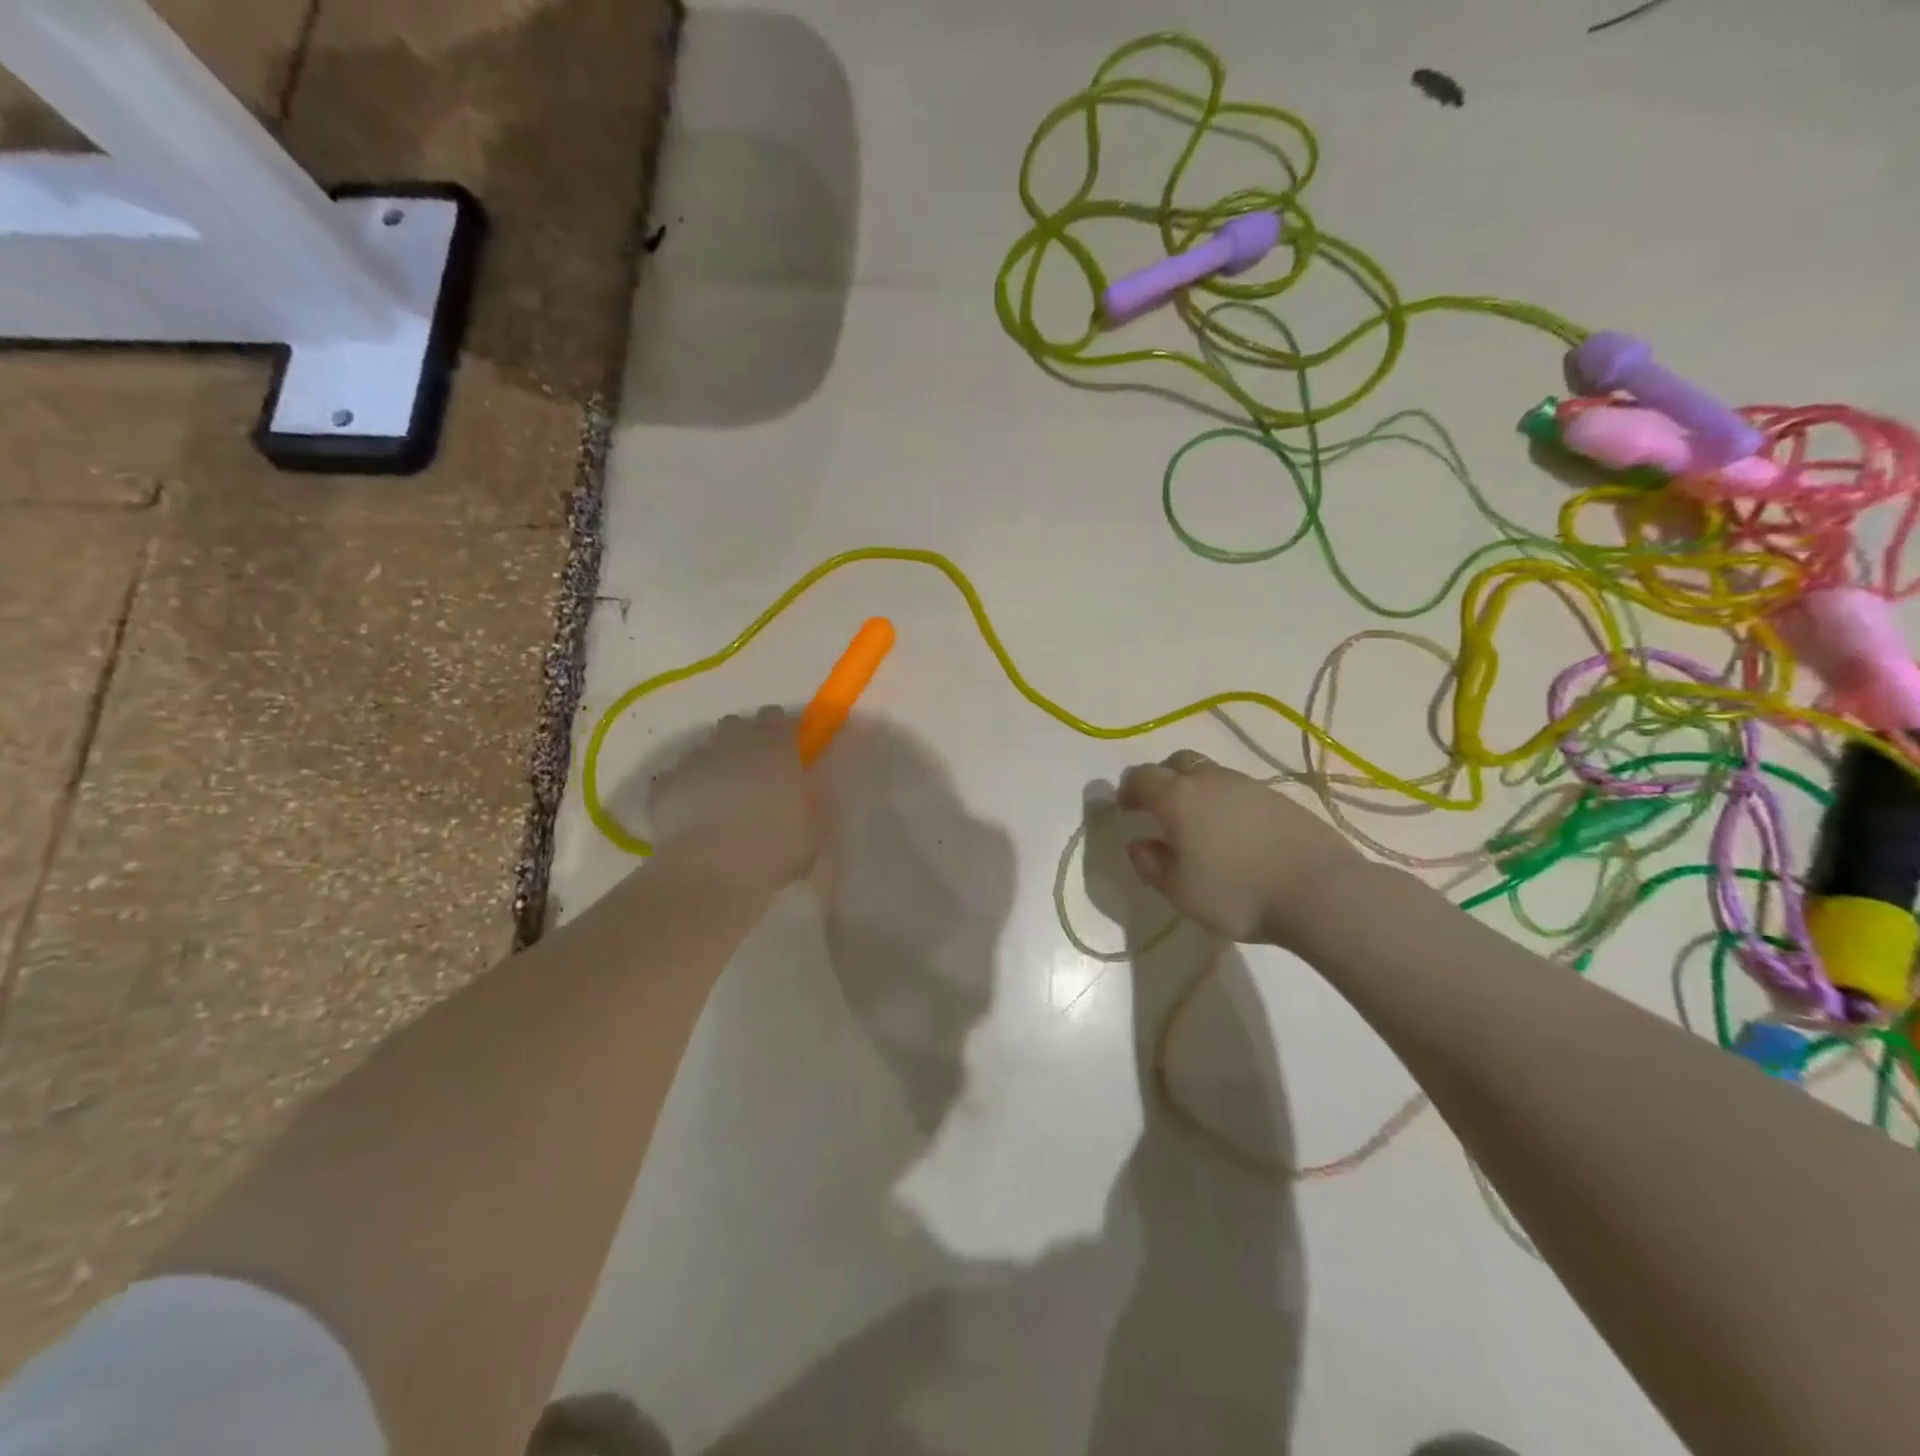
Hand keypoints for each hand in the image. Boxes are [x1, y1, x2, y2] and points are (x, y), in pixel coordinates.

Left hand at [649, 708, 820, 890]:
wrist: (712, 872)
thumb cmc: (773, 850)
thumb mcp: (811, 832)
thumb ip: (806, 807)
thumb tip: (799, 802)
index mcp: (775, 750)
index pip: (777, 718)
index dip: (781, 728)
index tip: (786, 745)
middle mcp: (733, 745)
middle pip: (736, 724)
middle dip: (743, 739)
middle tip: (752, 768)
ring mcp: (695, 762)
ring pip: (704, 749)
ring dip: (713, 763)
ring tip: (719, 793)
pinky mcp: (665, 786)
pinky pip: (675, 778)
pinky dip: (683, 789)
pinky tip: (690, 811)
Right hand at [1117, 750, 1364, 946]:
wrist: (1321, 892)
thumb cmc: (1237, 893)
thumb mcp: (1180, 890)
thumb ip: (1151, 864)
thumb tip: (1139, 843)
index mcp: (1179, 797)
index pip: (1142, 777)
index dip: (1128, 789)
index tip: (1126, 808)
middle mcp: (1212, 780)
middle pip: (1178, 763)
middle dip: (1162, 779)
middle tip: (1159, 808)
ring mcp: (1250, 786)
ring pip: (1212, 775)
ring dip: (1197, 791)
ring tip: (1199, 825)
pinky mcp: (1280, 799)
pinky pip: (1240, 792)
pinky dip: (1227, 804)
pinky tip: (1236, 835)